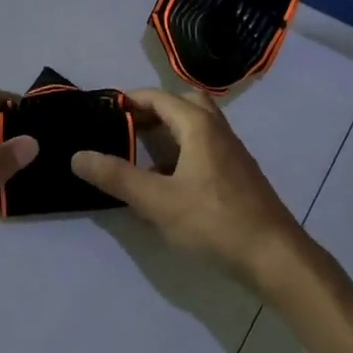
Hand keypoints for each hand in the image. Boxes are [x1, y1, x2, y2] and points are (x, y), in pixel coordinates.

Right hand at [71, 88, 301, 289]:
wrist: (274, 255)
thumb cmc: (213, 221)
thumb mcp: (157, 201)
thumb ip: (117, 177)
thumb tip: (78, 156)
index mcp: (198, 126)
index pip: (159, 97)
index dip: (130, 100)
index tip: (103, 111)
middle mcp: (218, 130)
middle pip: (184, 103)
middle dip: (154, 110)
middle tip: (127, 128)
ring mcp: (232, 152)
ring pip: (197, 127)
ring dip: (170, 132)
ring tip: (141, 155)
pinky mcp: (238, 174)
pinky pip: (205, 148)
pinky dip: (183, 151)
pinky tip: (169, 182)